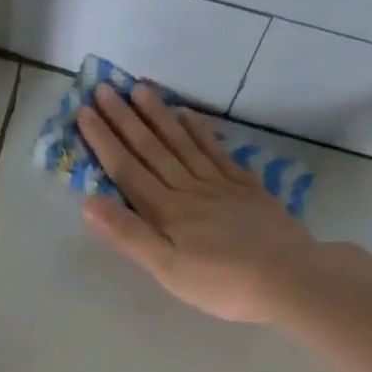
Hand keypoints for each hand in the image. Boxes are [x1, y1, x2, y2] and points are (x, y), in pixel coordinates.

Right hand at [76, 83, 319, 323]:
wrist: (287, 277)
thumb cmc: (221, 283)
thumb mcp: (167, 269)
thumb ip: (129, 235)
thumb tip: (89, 203)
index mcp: (166, 211)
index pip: (128, 170)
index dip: (104, 141)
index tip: (84, 112)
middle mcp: (189, 189)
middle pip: (153, 149)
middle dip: (125, 119)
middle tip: (105, 88)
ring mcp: (220, 185)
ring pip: (183, 142)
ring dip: (159, 116)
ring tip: (141, 88)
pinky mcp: (246, 189)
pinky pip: (217, 151)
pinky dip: (200, 131)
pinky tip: (190, 115)